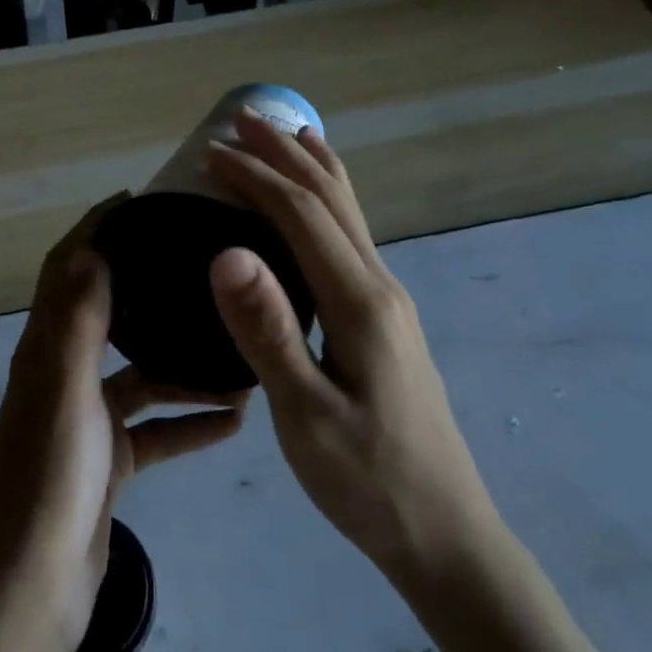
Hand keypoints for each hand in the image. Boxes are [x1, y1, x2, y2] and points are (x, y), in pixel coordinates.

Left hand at [0, 195, 246, 651]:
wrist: (34, 587)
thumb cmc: (50, 480)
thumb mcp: (65, 390)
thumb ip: (76, 321)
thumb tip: (89, 248)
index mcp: (46, 352)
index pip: (65, 272)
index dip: (93, 232)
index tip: (137, 203)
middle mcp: (63, 377)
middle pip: (108, 317)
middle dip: (146, 286)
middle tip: (200, 263)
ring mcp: (87, 422)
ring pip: (142, 377)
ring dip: (183, 364)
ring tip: (238, 348)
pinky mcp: (109, 462)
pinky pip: (156, 429)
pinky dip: (189, 421)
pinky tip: (235, 418)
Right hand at [206, 111, 499, 591]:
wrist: (444, 533)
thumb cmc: (367, 479)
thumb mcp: (306, 415)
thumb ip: (268, 331)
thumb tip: (227, 252)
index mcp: (360, 302)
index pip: (301, 216)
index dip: (255, 177)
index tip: (207, 154)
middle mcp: (380, 285)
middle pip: (331, 199)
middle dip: (284, 154)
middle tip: (239, 119)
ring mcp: (388, 301)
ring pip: (349, 213)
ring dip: (312, 168)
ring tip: (284, 135)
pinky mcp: (384, 319)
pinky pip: (352, 237)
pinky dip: (328, 202)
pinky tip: (318, 207)